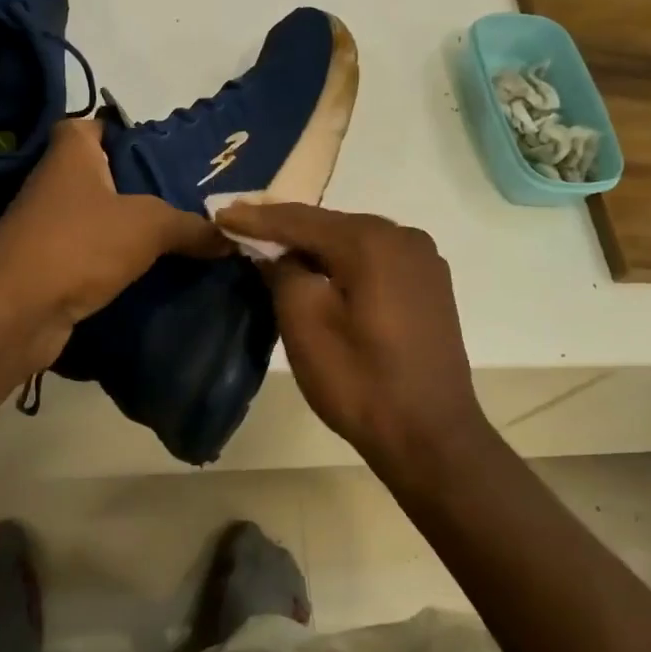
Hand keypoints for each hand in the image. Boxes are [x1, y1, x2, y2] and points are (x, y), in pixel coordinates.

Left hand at [0, 119, 228, 367]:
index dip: (127, 132)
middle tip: (192, 196)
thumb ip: (191, 226)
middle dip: (145, 185)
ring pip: (102, 217)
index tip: (166, 150)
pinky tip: (157, 270)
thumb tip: (233, 236)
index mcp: (72, 153)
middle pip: (106, 174)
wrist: (16, 311)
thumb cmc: (80, 243)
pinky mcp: (52, 265)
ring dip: (134, 227)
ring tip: (185, 234)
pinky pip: (95, 254)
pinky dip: (120, 260)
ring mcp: (50, 226)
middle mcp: (56, 182)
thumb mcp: (149, 226)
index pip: (96, 125)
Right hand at [216, 203, 489, 468]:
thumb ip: (283, 273)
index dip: (257, 219)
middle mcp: (404, 236)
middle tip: (242, 226)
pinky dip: (343, 260)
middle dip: (286, 228)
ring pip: (354, 240)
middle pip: (330, 225)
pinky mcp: (429, 283)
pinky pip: (375, 259)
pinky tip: (320, 268)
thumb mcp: (305, 325)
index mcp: (372, 241)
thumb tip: (276, 253)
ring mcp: (423, 259)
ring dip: (315, 244)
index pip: (302, 220)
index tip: (220, 215)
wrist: (430, 436)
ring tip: (272, 245)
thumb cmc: (360, 382)